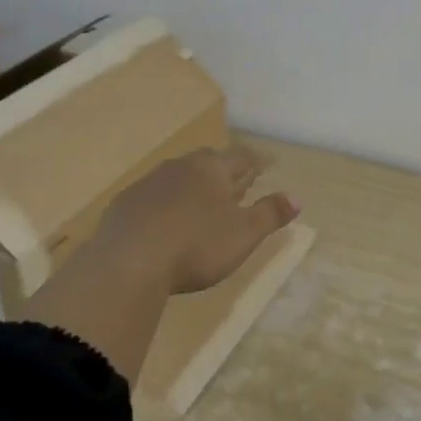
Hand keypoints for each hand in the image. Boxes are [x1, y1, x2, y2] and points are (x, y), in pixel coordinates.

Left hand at [92, 145, 299, 294]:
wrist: (128, 263)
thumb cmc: (196, 246)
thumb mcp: (243, 235)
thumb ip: (270, 214)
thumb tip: (296, 198)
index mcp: (213, 169)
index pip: (241, 157)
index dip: (255, 161)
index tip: (263, 166)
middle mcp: (181, 167)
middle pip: (207, 161)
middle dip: (222, 170)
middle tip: (233, 183)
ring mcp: (149, 183)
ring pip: (177, 176)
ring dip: (191, 187)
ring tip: (200, 203)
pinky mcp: (124, 204)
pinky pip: (152, 197)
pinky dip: (164, 205)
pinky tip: (164, 223)